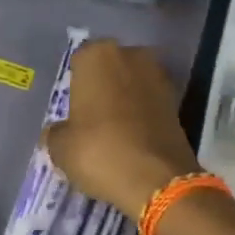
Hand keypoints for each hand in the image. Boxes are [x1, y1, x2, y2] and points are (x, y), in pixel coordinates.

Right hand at [43, 40, 201, 219]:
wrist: (157, 179)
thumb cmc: (99, 151)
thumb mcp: (60, 148)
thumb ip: (56, 132)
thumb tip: (58, 132)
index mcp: (97, 55)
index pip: (79, 62)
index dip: (75, 86)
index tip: (72, 109)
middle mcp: (131, 55)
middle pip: (109, 68)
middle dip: (102, 87)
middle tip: (91, 118)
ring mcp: (159, 76)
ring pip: (132, 84)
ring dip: (124, 100)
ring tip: (113, 131)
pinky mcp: (178, 101)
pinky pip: (150, 102)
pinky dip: (142, 115)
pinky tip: (132, 138)